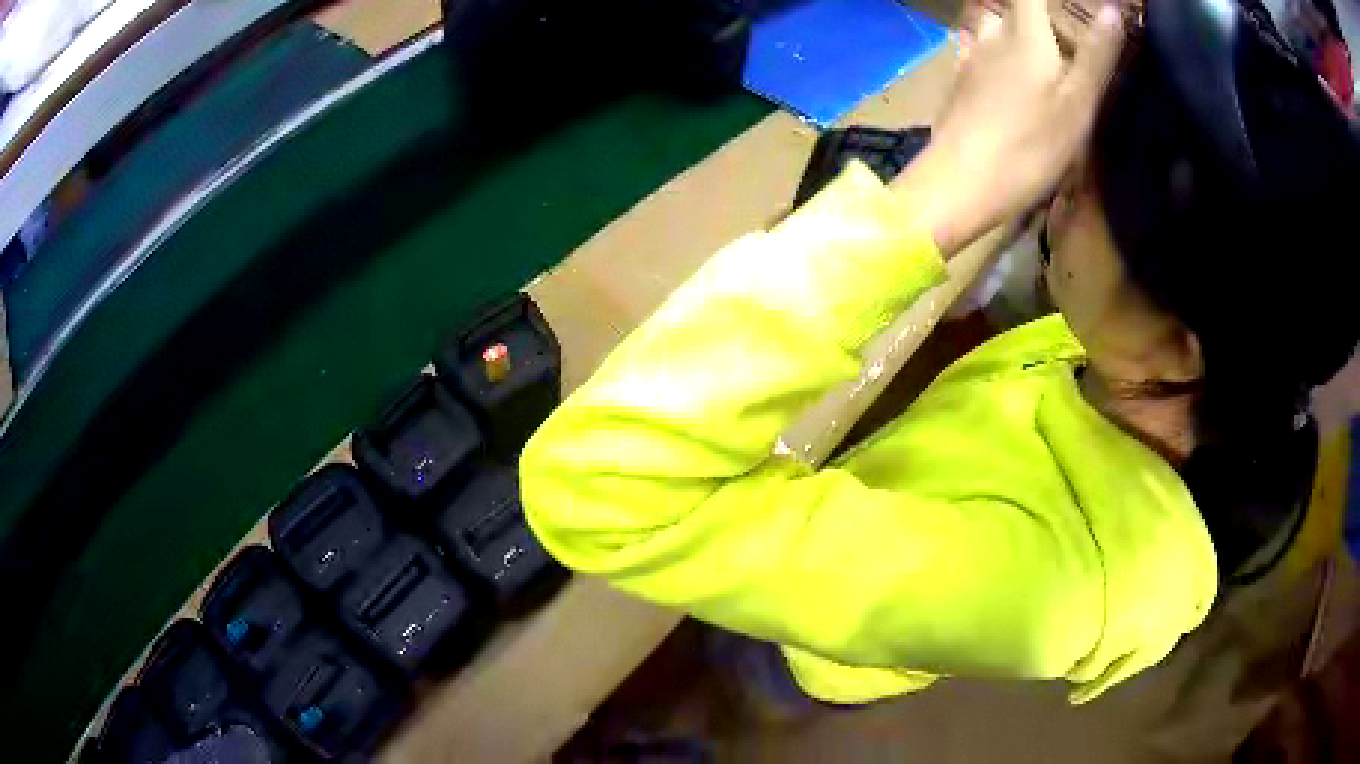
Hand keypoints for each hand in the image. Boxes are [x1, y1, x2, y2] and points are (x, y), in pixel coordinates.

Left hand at [893, 0, 1125, 253]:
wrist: (961, 180)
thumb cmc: (1030, 145)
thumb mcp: (1077, 104)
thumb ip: (1096, 56)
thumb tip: (1113, 10)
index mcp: (1025, 34)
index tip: (1068, 7)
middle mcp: (992, 36)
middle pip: (1011, 7)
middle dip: (1035, 10)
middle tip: (1059, 28)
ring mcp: (970, 58)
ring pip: (991, 26)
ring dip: (1012, 28)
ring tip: (1038, 48)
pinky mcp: (958, 83)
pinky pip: (977, 51)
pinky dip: (994, 49)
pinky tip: (1004, 70)